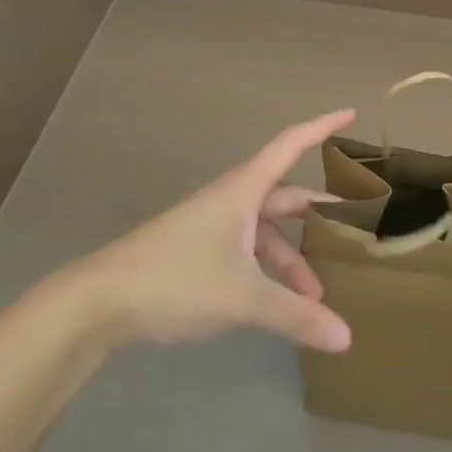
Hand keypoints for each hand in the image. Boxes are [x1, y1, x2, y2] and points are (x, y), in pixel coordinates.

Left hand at [75, 109, 357, 353]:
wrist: (98, 303)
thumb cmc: (177, 279)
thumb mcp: (244, 297)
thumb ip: (295, 316)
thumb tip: (346, 338)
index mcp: (245, 191)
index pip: (292, 144)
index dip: (323, 127)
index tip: (352, 113)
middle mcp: (232, 201)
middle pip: (285, 196)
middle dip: (319, 214)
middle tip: (353, 228)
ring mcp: (212, 228)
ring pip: (266, 233)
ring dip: (292, 258)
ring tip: (317, 295)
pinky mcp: (197, 254)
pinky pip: (247, 253)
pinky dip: (268, 273)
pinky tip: (277, 306)